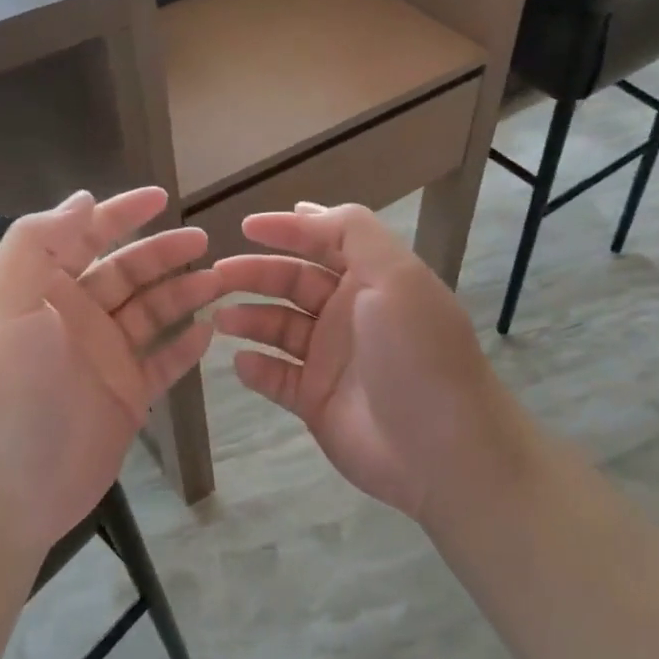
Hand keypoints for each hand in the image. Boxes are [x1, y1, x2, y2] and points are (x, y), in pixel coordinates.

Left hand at [0, 188, 221, 556]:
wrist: (4, 493)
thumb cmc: (5, 393)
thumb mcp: (7, 308)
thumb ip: (39, 245)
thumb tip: (82, 199)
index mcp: (44, 291)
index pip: (84, 237)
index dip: (121, 214)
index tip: (161, 197)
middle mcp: (77, 317)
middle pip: (128, 273)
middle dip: (164, 253)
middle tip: (205, 243)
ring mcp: (104, 358)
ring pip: (152, 313)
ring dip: (184, 294)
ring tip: (220, 283)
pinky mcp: (127, 396)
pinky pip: (164, 361)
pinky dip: (186, 345)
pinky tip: (210, 332)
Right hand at [213, 203, 527, 525]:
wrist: (442, 448)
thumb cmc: (416, 352)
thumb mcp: (396, 276)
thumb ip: (354, 233)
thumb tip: (307, 209)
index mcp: (372, 279)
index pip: (323, 241)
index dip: (287, 230)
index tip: (245, 226)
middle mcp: (349, 313)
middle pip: (293, 282)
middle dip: (255, 274)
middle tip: (216, 277)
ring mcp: (332, 358)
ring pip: (280, 327)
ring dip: (249, 318)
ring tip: (221, 319)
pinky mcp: (317, 400)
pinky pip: (277, 377)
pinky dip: (257, 368)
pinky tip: (241, 362)